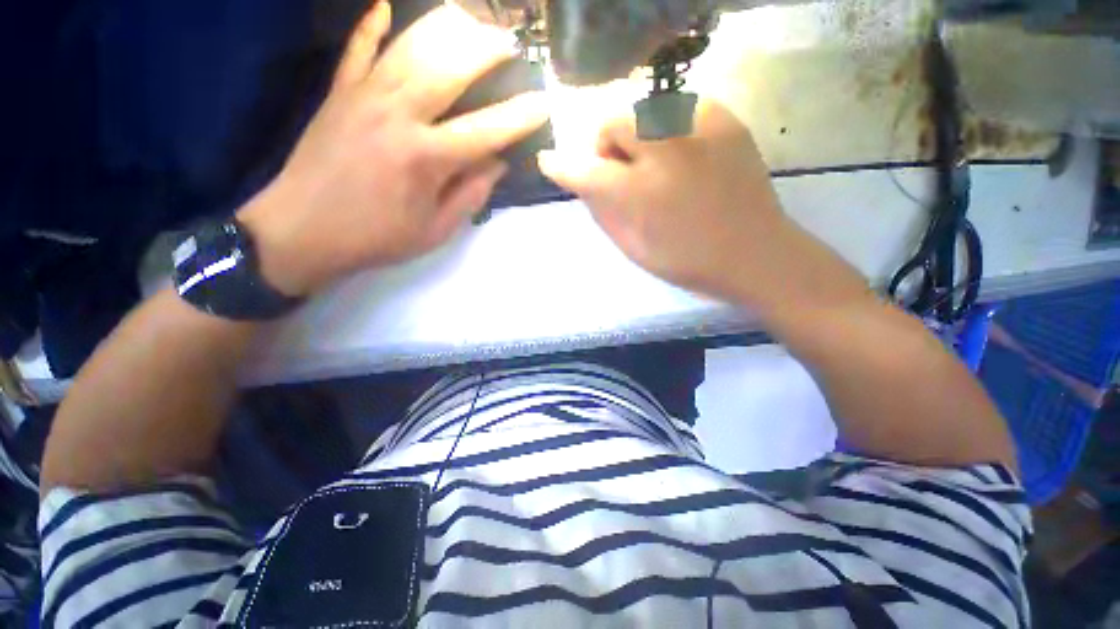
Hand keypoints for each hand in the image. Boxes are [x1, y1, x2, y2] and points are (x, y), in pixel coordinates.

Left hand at [239, 1, 548, 296]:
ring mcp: (363, 96)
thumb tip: (497, 164)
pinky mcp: (338, 92)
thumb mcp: (435, 229)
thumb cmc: (376, 237)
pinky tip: (387, 7)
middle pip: (448, 66)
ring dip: (444, 27)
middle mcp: (397, 115)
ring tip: (470, 20)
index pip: (485, 130)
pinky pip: (358, 48)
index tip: (544, 102)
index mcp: (425, 158)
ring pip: (409, 45)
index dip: (519, 116)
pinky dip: (373, 24)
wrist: (302, 230)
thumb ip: (470, 195)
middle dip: (485, 49)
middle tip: (509, 42)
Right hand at [537, 101, 803, 305]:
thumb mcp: (634, 248)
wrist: (754, 253)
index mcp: (640, 193)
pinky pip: (678, 107)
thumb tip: (584, 183)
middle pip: (614, 120)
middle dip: (606, 145)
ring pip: (644, 107)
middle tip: (620, 170)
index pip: (585, 170)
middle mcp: (665, 150)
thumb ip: (603, 212)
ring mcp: (698, 129)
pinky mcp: (724, 119)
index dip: (562, 166)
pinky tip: (680, 154)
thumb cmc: (687, 261)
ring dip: (636, 134)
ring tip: (653, 163)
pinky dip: (667, 128)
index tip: (549, 162)